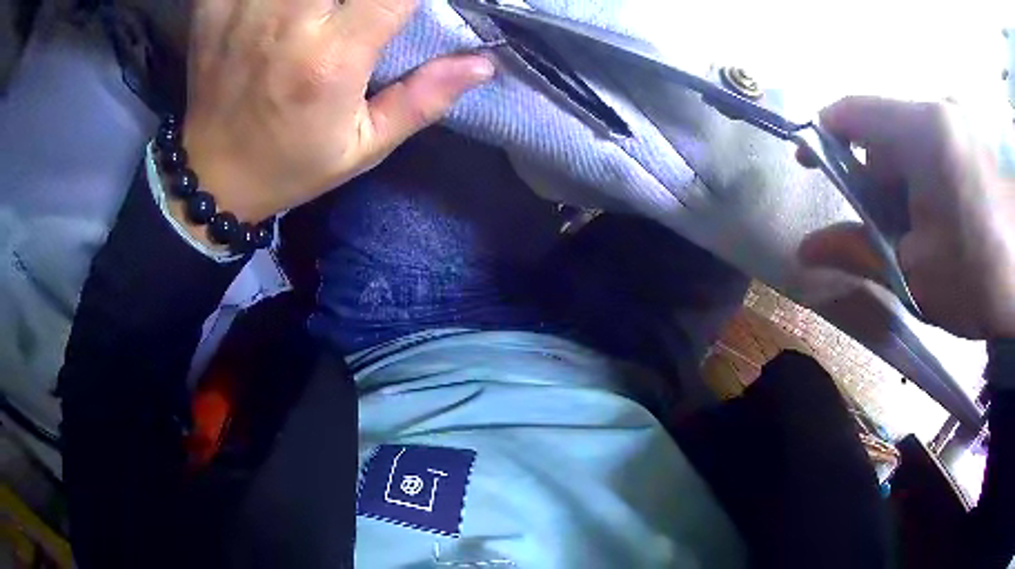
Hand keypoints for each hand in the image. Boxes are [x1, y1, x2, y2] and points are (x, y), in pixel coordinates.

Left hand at [178, 0, 493, 227]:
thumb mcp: (364, 147)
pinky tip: (275, 4)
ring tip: (326, 7)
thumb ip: (422, 100)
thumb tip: (483, 64)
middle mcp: (287, 23)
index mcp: (331, 58)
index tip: (413, 3)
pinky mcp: (214, 11)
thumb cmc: (290, 164)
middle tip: (365, 5)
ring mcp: (244, 12)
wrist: (213, 179)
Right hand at [798, 97, 1014, 339]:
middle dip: (878, 174)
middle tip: (884, 225)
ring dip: (908, 176)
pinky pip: (942, 140)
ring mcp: (964, 117)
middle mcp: (942, 107)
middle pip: (888, 129)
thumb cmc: (978, 281)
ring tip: (923, 226)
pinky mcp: (979, 131)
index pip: (853, 112)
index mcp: (924, 131)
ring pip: (916, 136)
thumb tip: (806, 251)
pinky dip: (933, 172)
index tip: (811, 164)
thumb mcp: (917, 273)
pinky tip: (948, 211)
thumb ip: (861, 251)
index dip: (823, 135)